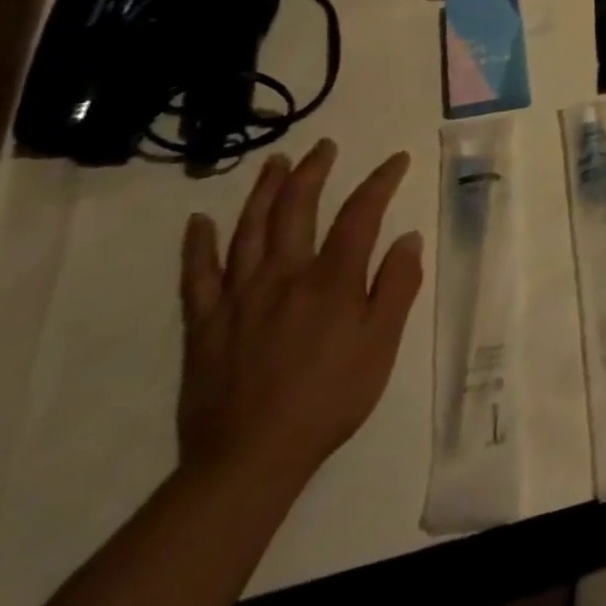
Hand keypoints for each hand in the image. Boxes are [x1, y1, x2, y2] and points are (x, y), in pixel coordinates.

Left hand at [178, 140, 420, 492]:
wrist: (250, 457)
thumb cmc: (331, 397)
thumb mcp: (382, 344)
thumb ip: (396, 286)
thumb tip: (408, 238)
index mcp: (332, 280)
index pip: (360, 215)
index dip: (380, 182)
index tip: (396, 161)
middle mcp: (284, 276)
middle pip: (297, 209)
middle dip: (313, 172)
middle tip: (323, 147)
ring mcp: (238, 297)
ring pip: (249, 230)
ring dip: (263, 192)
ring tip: (275, 163)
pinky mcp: (204, 323)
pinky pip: (197, 275)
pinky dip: (198, 244)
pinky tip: (200, 221)